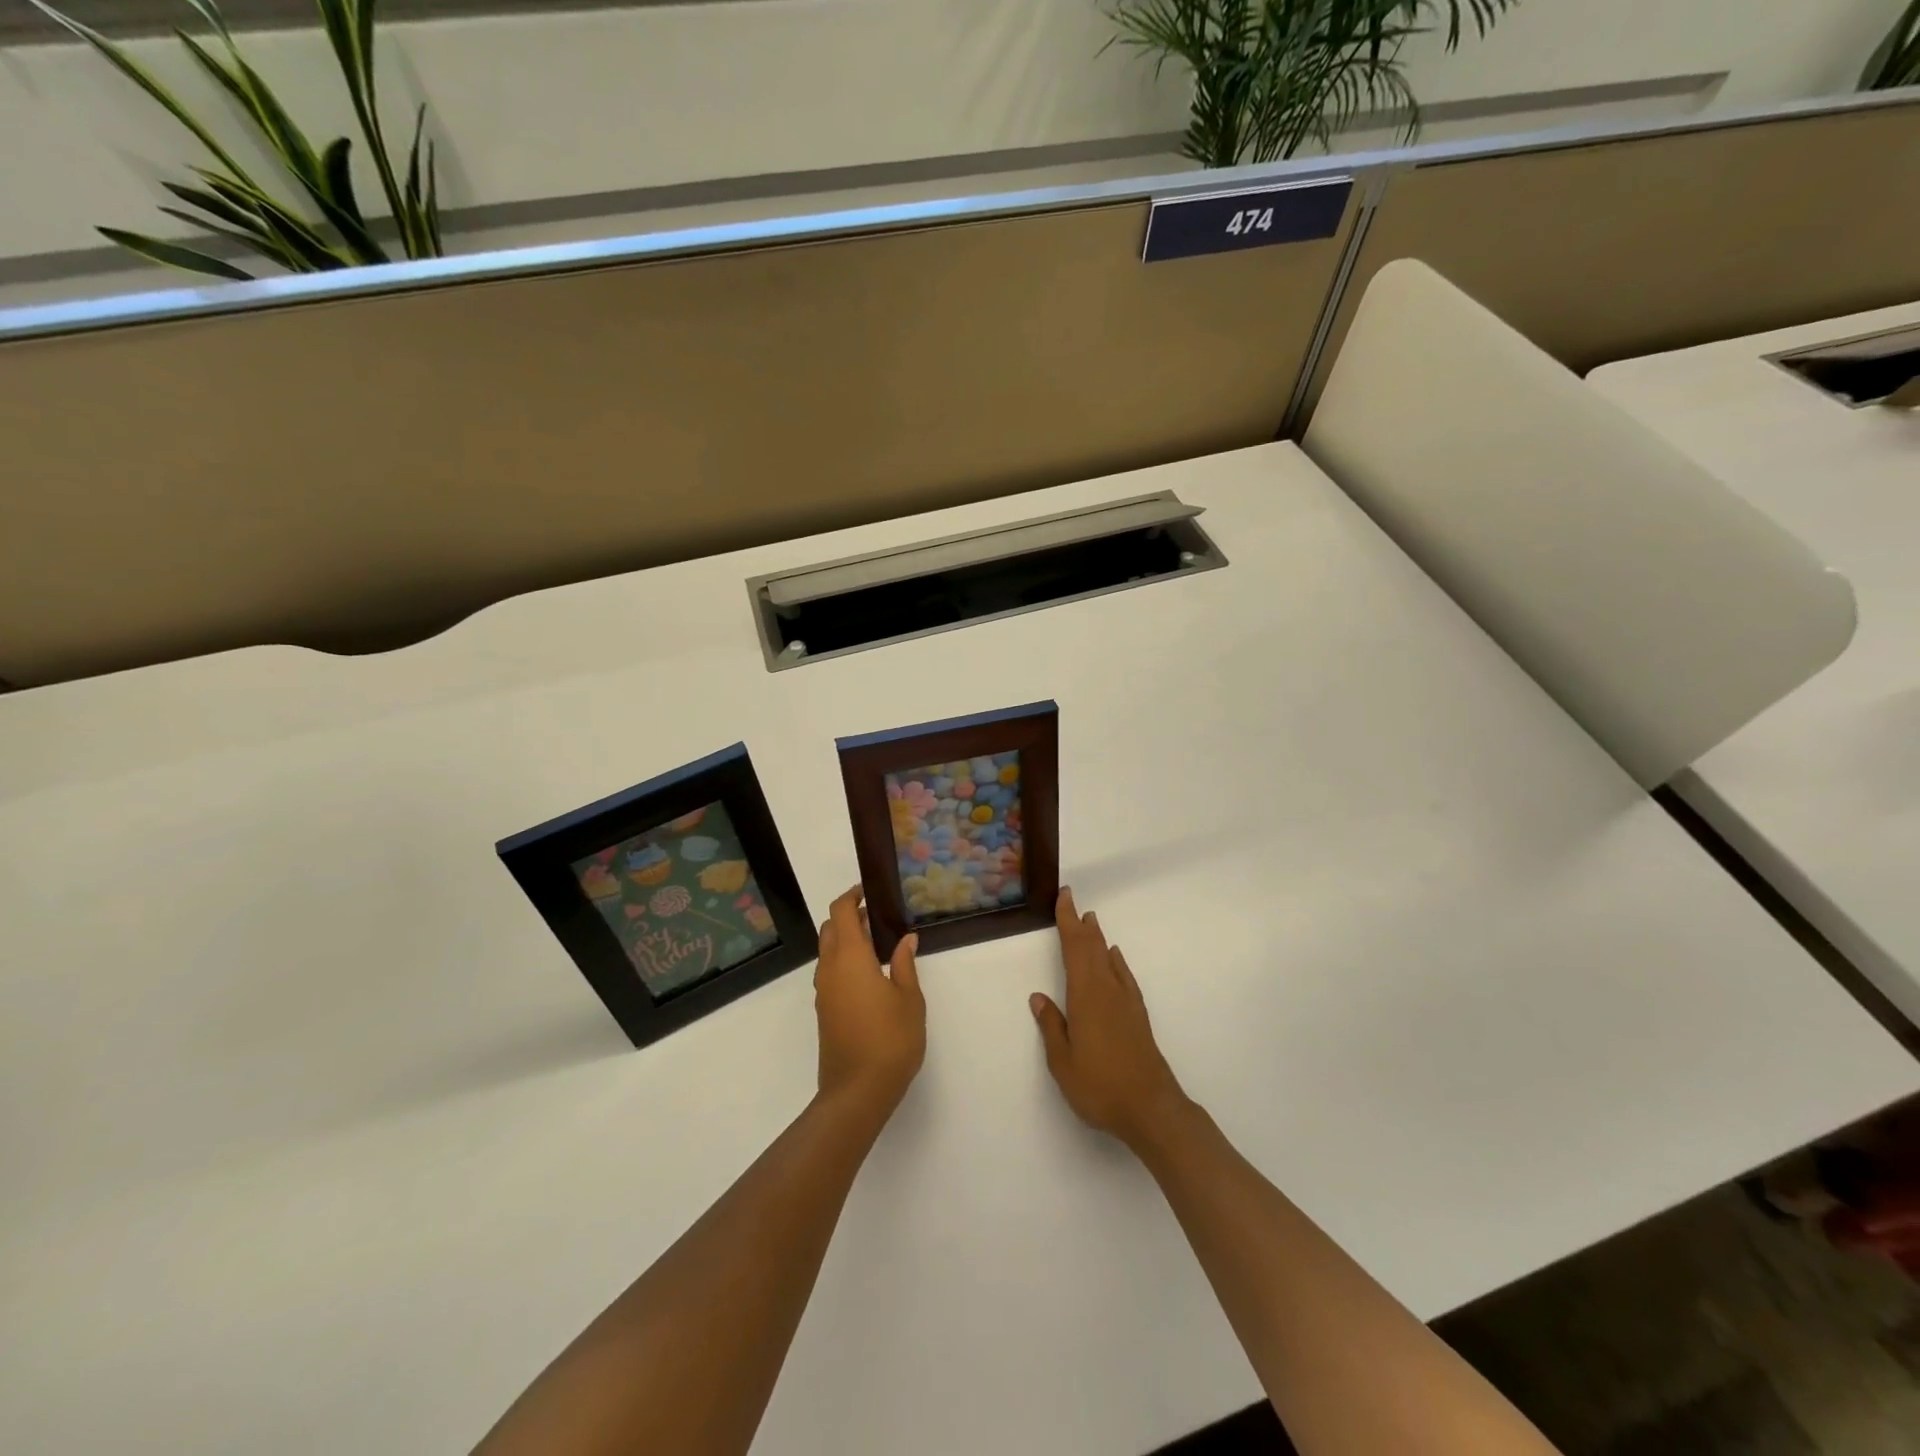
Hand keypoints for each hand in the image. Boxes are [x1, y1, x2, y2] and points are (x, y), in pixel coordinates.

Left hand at [815, 885, 925, 1113]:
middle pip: (830, 929)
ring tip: (877, 946)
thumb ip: (904, 965)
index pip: (841, 912)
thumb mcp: (909, 999)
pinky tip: (869, 975)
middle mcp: (830, 969)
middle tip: (877, 919)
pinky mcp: (824, 1011)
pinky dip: (844, 961)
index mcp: (850, 957)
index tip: (868, 892)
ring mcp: (824, 991)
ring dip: (845, 940)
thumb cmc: (890, 1039)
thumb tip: (906, 939)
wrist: (857, 1091)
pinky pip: (829, 973)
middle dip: (849, 917)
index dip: (852, 897)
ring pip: (827, 952)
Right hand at [1031, 888, 1188, 1150]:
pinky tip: (1114, 959)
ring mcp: (1126, 1002)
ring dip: (1098, 939)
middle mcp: (1107, 991)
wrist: (1151, 1108)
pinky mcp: (1138, 1016)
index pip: (1074, 949)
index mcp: (1085, 996)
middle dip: (1081, 924)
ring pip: (1109, 960)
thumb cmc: (1100, 1086)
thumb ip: (1051, 1026)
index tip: (1064, 897)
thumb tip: (1039, 997)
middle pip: (1092, 949)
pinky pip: (1124, 976)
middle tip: (1073, 901)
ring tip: (1092, 922)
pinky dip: (1117, 962)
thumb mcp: (1063, 1062)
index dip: (1068, 921)